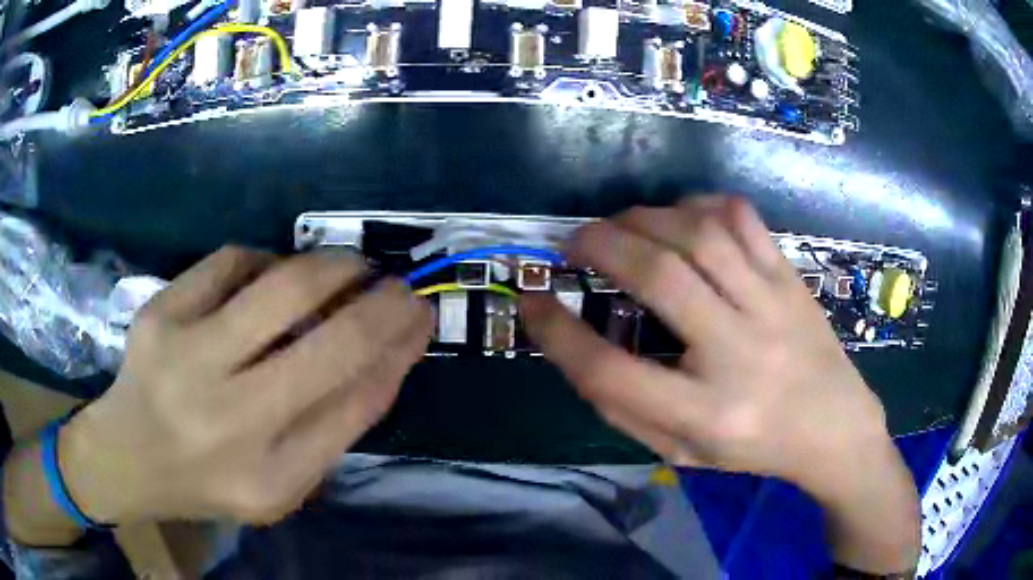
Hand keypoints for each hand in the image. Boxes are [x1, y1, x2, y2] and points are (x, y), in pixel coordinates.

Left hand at [60, 247, 431, 524]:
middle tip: (401, 284)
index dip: (399, 353)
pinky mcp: (158, 315)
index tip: (421, 320)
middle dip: (382, 304)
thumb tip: (385, 356)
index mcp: (268, 481)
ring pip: (282, 286)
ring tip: (349, 266)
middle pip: (329, 346)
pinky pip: (231, 262)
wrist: (127, 458)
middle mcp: (228, 424)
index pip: (355, 405)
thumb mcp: (280, 485)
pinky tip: (271, 273)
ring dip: (332, 266)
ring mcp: (184, 360)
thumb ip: (332, 429)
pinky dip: (265, 260)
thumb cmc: (208, 480)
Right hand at [521, 196, 918, 571]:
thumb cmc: (754, 447)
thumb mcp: (682, 451)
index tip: (531, 301)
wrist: (834, 427)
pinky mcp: (790, 278)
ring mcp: (772, 306)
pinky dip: (700, 205)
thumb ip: (626, 407)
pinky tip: (682, 217)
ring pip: (699, 235)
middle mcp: (739, 353)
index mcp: (705, 414)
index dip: (558, 333)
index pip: (612, 372)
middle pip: (658, 277)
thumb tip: (576, 347)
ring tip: (622, 226)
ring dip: (646, 218)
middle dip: (601, 245)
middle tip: (574, 241)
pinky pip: (742, 219)